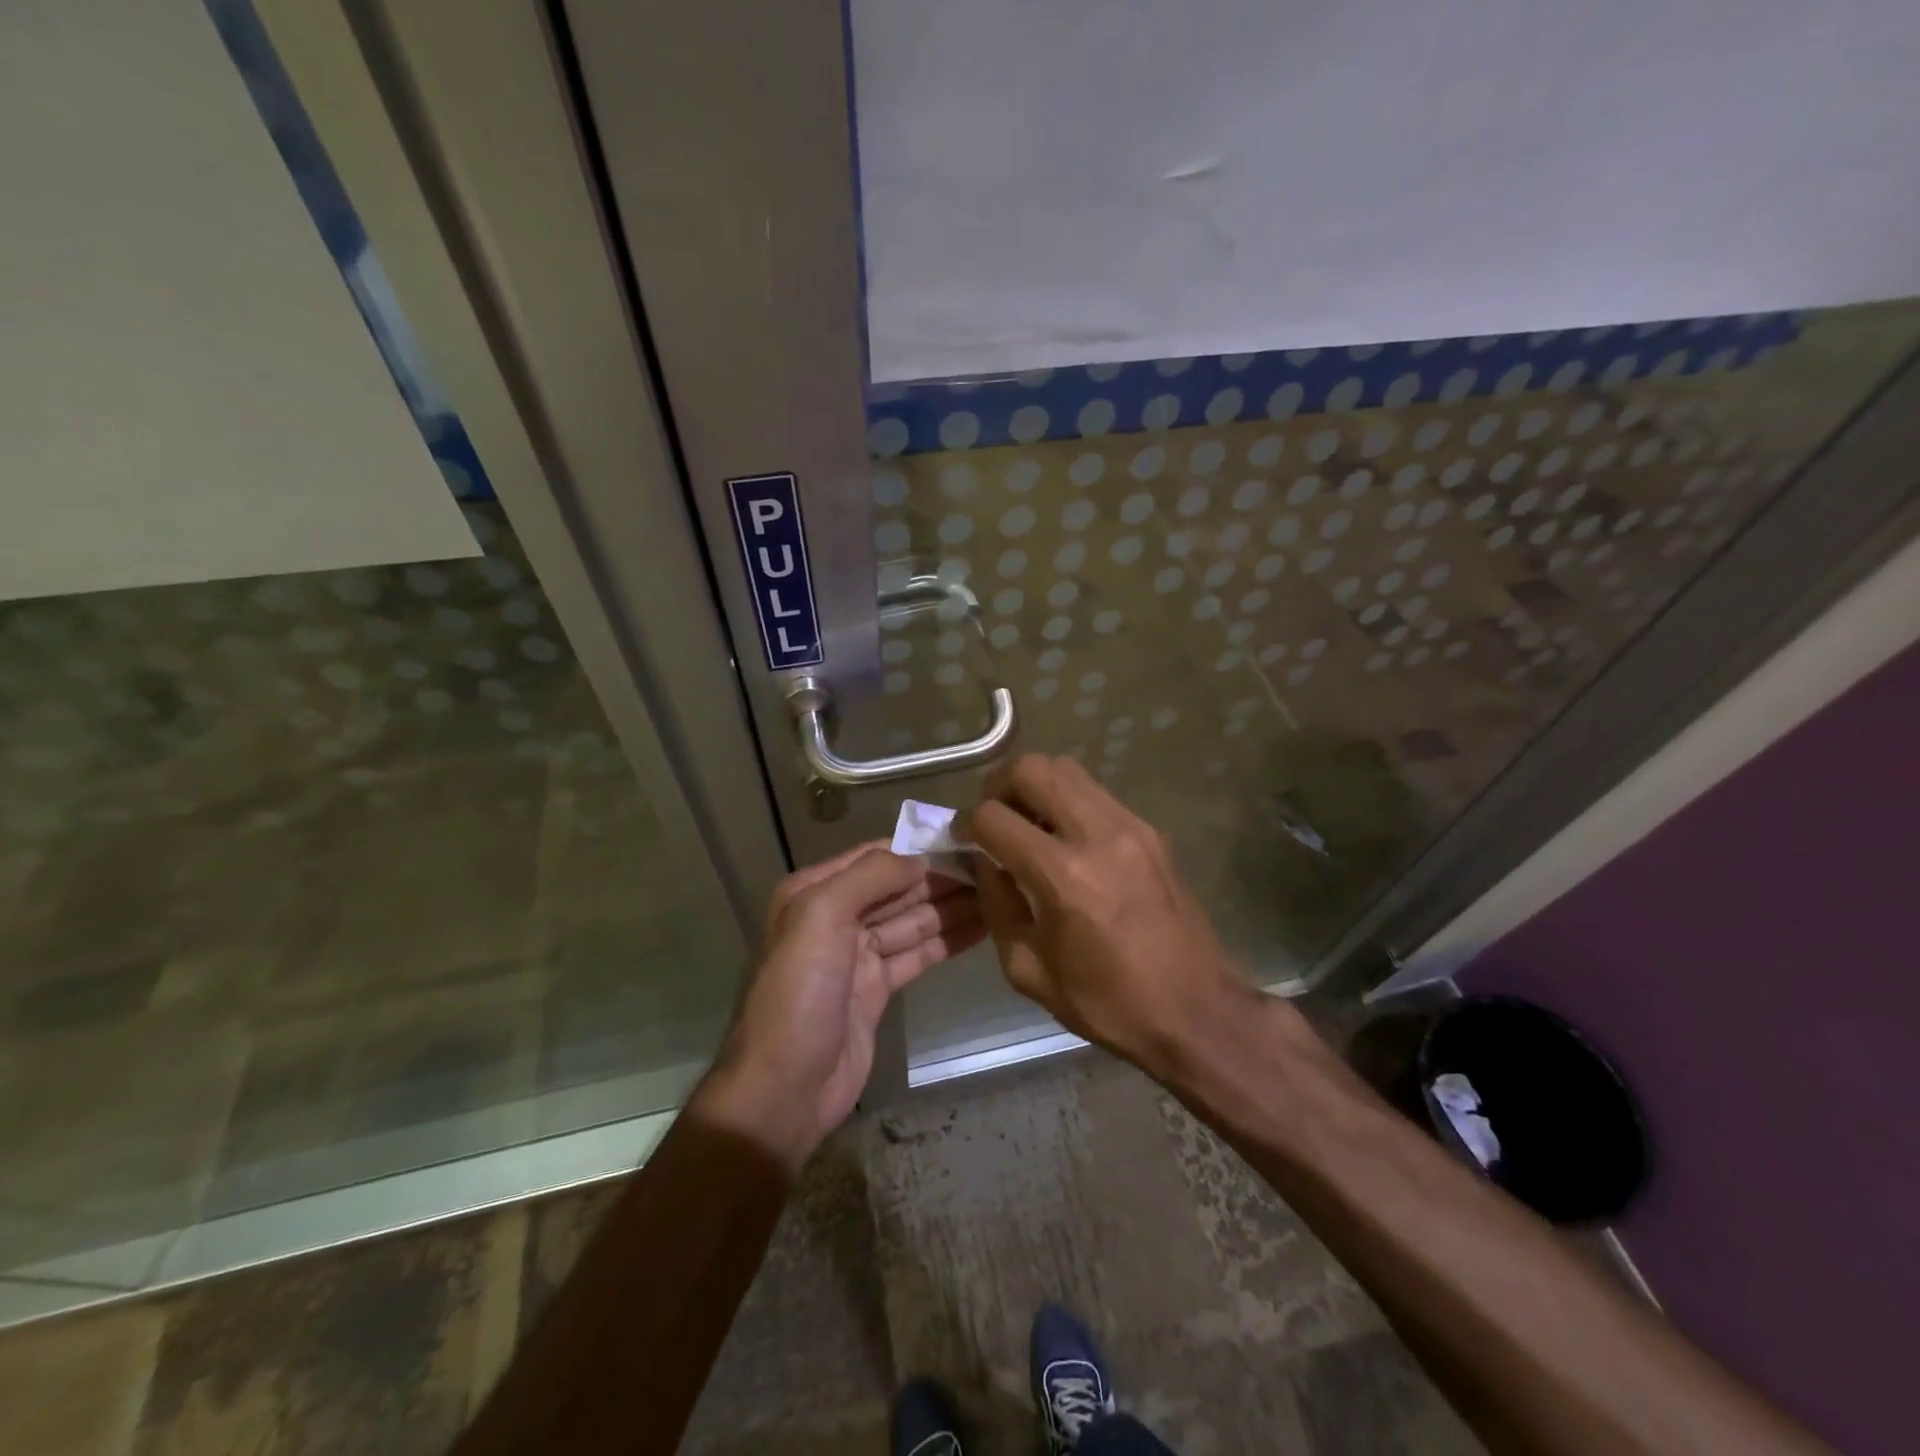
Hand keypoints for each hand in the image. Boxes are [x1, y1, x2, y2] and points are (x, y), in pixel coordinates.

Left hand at [695, 842, 980, 1171]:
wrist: (784, 1088)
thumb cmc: (799, 993)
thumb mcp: (821, 917)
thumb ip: (871, 877)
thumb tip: (921, 858)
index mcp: (815, 892)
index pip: (875, 857)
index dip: (919, 848)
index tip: (966, 841)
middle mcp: (835, 917)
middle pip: (898, 888)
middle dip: (942, 878)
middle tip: (994, 869)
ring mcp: (857, 955)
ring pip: (912, 921)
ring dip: (952, 907)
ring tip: (998, 894)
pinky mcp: (877, 989)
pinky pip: (917, 954)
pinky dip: (947, 940)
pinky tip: (981, 928)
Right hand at [964, 754, 1262, 1074]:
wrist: (1196, 1011)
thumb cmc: (1107, 1002)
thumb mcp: (1028, 968)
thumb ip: (997, 904)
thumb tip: (986, 861)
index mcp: (1063, 877)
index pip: (994, 817)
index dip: (967, 824)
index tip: (964, 839)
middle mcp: (1098, 835)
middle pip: (1033, 768)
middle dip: (999, 786)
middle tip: (995, 817)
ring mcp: (1131, 826)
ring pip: (1068, 768)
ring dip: (1036, 786)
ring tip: (1029, 823)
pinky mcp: (1152, 831)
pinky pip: (1096, 793)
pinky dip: (1069, 802)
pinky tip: (1067, 839)